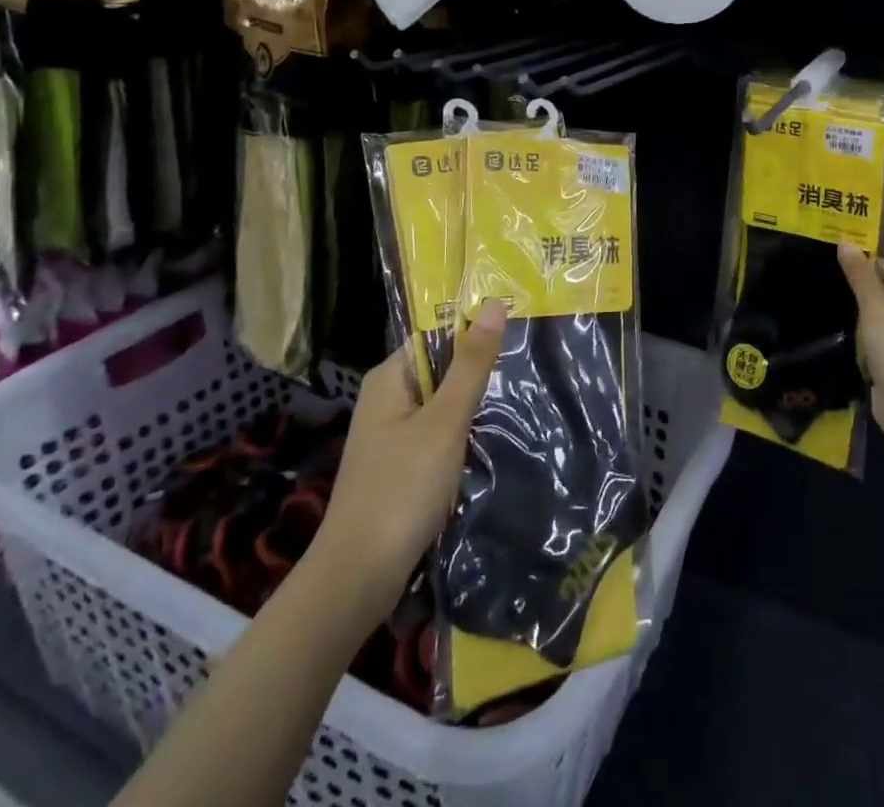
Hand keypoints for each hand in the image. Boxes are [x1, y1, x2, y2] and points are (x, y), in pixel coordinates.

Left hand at [304, 300, 506, 622]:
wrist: (357, 579)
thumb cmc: (401, 489)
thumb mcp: (445, 422)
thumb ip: (471, 364)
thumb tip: (495, 303)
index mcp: (388, 378)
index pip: (435, 335)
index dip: (472, 331)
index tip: (516, 331)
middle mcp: (385, 399)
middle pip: (440, 369)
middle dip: (476, 373)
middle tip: (525, 367)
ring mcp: (390, 436)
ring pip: (441, 406)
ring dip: (472, 408)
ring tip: (518, 401)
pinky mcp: (399, 468)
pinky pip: (436, 436)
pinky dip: (460, 437)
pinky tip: (489, 443)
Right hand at [837, 243, 883, 403]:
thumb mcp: (875, 303)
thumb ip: (860, 275)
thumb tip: (845, 243)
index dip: (873, 267)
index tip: (846, 264)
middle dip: (874, 296)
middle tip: (843, 289)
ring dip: (875, 323)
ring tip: (848, 317)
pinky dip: (878, 347)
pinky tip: (858, 346)